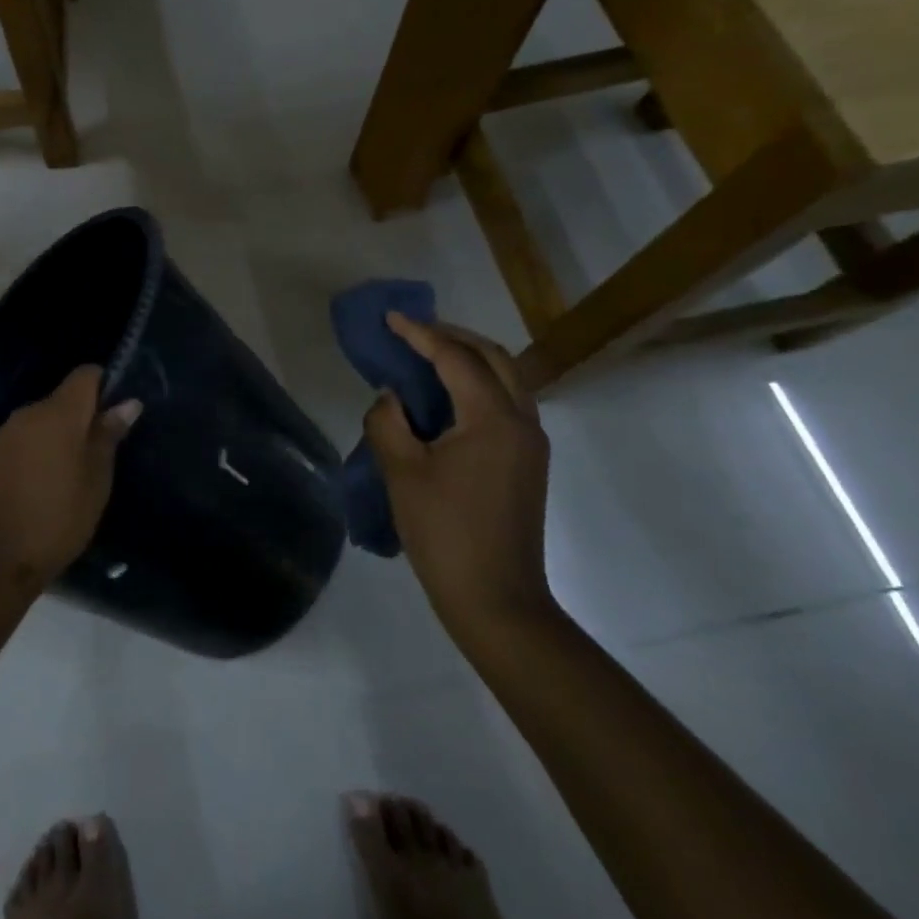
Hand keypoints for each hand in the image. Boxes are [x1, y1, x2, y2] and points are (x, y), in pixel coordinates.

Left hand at [0, 366, 141, 587]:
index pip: (85, 375)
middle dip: (83, 417)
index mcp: (58, 412)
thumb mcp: (96, 480)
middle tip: (100, 453)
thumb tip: (127, 402)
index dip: (105, 386)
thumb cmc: (58, 517)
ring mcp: (5, 433)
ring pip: (42, 420)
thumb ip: (108, 435)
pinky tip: (43, 483)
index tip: (116, 414)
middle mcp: (28, 412)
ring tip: (72, 473)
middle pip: (63, 399)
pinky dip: (38, 450)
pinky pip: (23, 439)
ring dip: (59, 436)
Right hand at [363, 315, 554, 643]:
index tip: (391, 319)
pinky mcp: (527, 463)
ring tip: (428, 355)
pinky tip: (447, 396)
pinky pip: (506, 403)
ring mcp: (530, 444)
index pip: (456, 359)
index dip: (421, 334)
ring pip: (506, 379)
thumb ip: (388, 421)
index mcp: (492, 419)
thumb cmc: (443, 532)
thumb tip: (391, 397)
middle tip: (413, 331)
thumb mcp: (400, 472)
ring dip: (469, 358)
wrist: (496, 599)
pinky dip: (477, 384)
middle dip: (452, 336)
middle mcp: (522, 422)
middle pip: (493, 358)